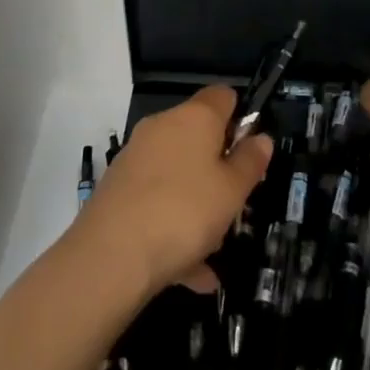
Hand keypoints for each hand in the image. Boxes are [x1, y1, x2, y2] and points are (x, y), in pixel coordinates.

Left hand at [74, 85, 272, 298]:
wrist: (109, 258)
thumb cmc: (184, 212)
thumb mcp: (232, 191)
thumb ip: (250, 162)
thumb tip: (261, 138)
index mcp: (194, 117)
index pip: (223, 96)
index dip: (242, 118)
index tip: (250, 153)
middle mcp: (162, 127)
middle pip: (199, 137)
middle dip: (219, 169)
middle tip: (236, 205)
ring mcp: (135, 159)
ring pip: (178, 176)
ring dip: (198, 206)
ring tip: (214, 251)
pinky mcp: (117, 191)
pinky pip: (156, 203)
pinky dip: (174, 229)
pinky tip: (192, 274)